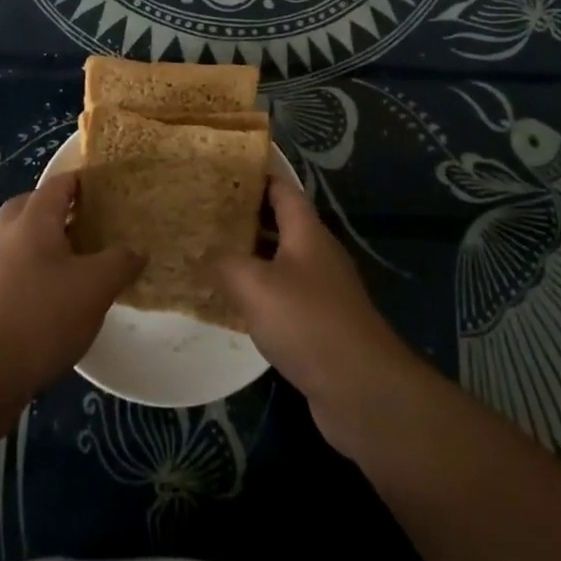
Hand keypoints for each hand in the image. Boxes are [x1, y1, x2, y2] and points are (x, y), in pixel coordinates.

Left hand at [0, 173, 143, 394]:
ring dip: (49, 244)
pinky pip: (18, 270)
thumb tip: (136, 251)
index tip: (110, 188)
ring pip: (24, 240)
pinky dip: (39, 273)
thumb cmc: (42, 315)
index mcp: (33, 219)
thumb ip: (119, 262)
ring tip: (82, 262)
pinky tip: (61, 297)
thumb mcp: (95, 286)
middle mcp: (8, 235)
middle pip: (34, 207)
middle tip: (91, 222)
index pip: (59, 183)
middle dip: (61, 210)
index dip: (84, 181)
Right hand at [211, 176, 423, 459]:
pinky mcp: (319, 324)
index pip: (282, 188)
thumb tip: (198, 250)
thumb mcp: (255, 286)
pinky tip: (230, 303)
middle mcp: (316, 254)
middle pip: (279, 223)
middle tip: (203, 212)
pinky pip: (282, 296)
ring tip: (208, 252)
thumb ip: (223, 263)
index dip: (256, 175)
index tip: (222, 170)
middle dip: (243, 215)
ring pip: (279, 261)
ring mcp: (321, 290)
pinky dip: (257, 293)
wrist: (362, 390)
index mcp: (307, 232)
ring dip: (248, 256)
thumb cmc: (309, 322)